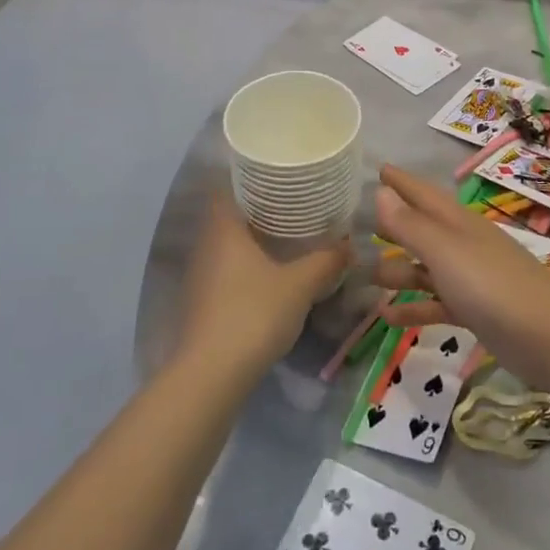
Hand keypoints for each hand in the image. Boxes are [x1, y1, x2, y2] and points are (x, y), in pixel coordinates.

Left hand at [178, 195, 350, 379]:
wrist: (212, 374)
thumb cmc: (254, 313)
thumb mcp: (300, 285)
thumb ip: (326, 261)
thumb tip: (349, 244)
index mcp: (224, 228)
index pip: (227, 187)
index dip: (249, 177)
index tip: (278, 176)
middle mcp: (206, 245)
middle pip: (229, 215)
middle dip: (258, 209)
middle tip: (293, 205)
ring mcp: (200, 276)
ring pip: (227, 245)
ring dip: (252, 240)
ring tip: (288, 237)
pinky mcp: (202, 302)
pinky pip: (226, 271)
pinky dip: (246, 266)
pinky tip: (271, 275)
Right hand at [372, 164, 549, 379]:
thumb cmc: (492, 286)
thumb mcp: (445, 251)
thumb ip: (411, 224)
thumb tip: (380, 191)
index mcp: (459, 222)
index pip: (423, 193)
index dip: (401, 182)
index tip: (377, 168)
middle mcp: (464, 244)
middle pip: (423, 229)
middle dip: (394, 225)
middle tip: (359, 224)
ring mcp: (471, 279)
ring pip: (426, 268)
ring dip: (398, 271)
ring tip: (366, 276)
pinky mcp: (475, 311)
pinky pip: (436, 303)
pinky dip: (413, 307)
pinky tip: (386, 316)